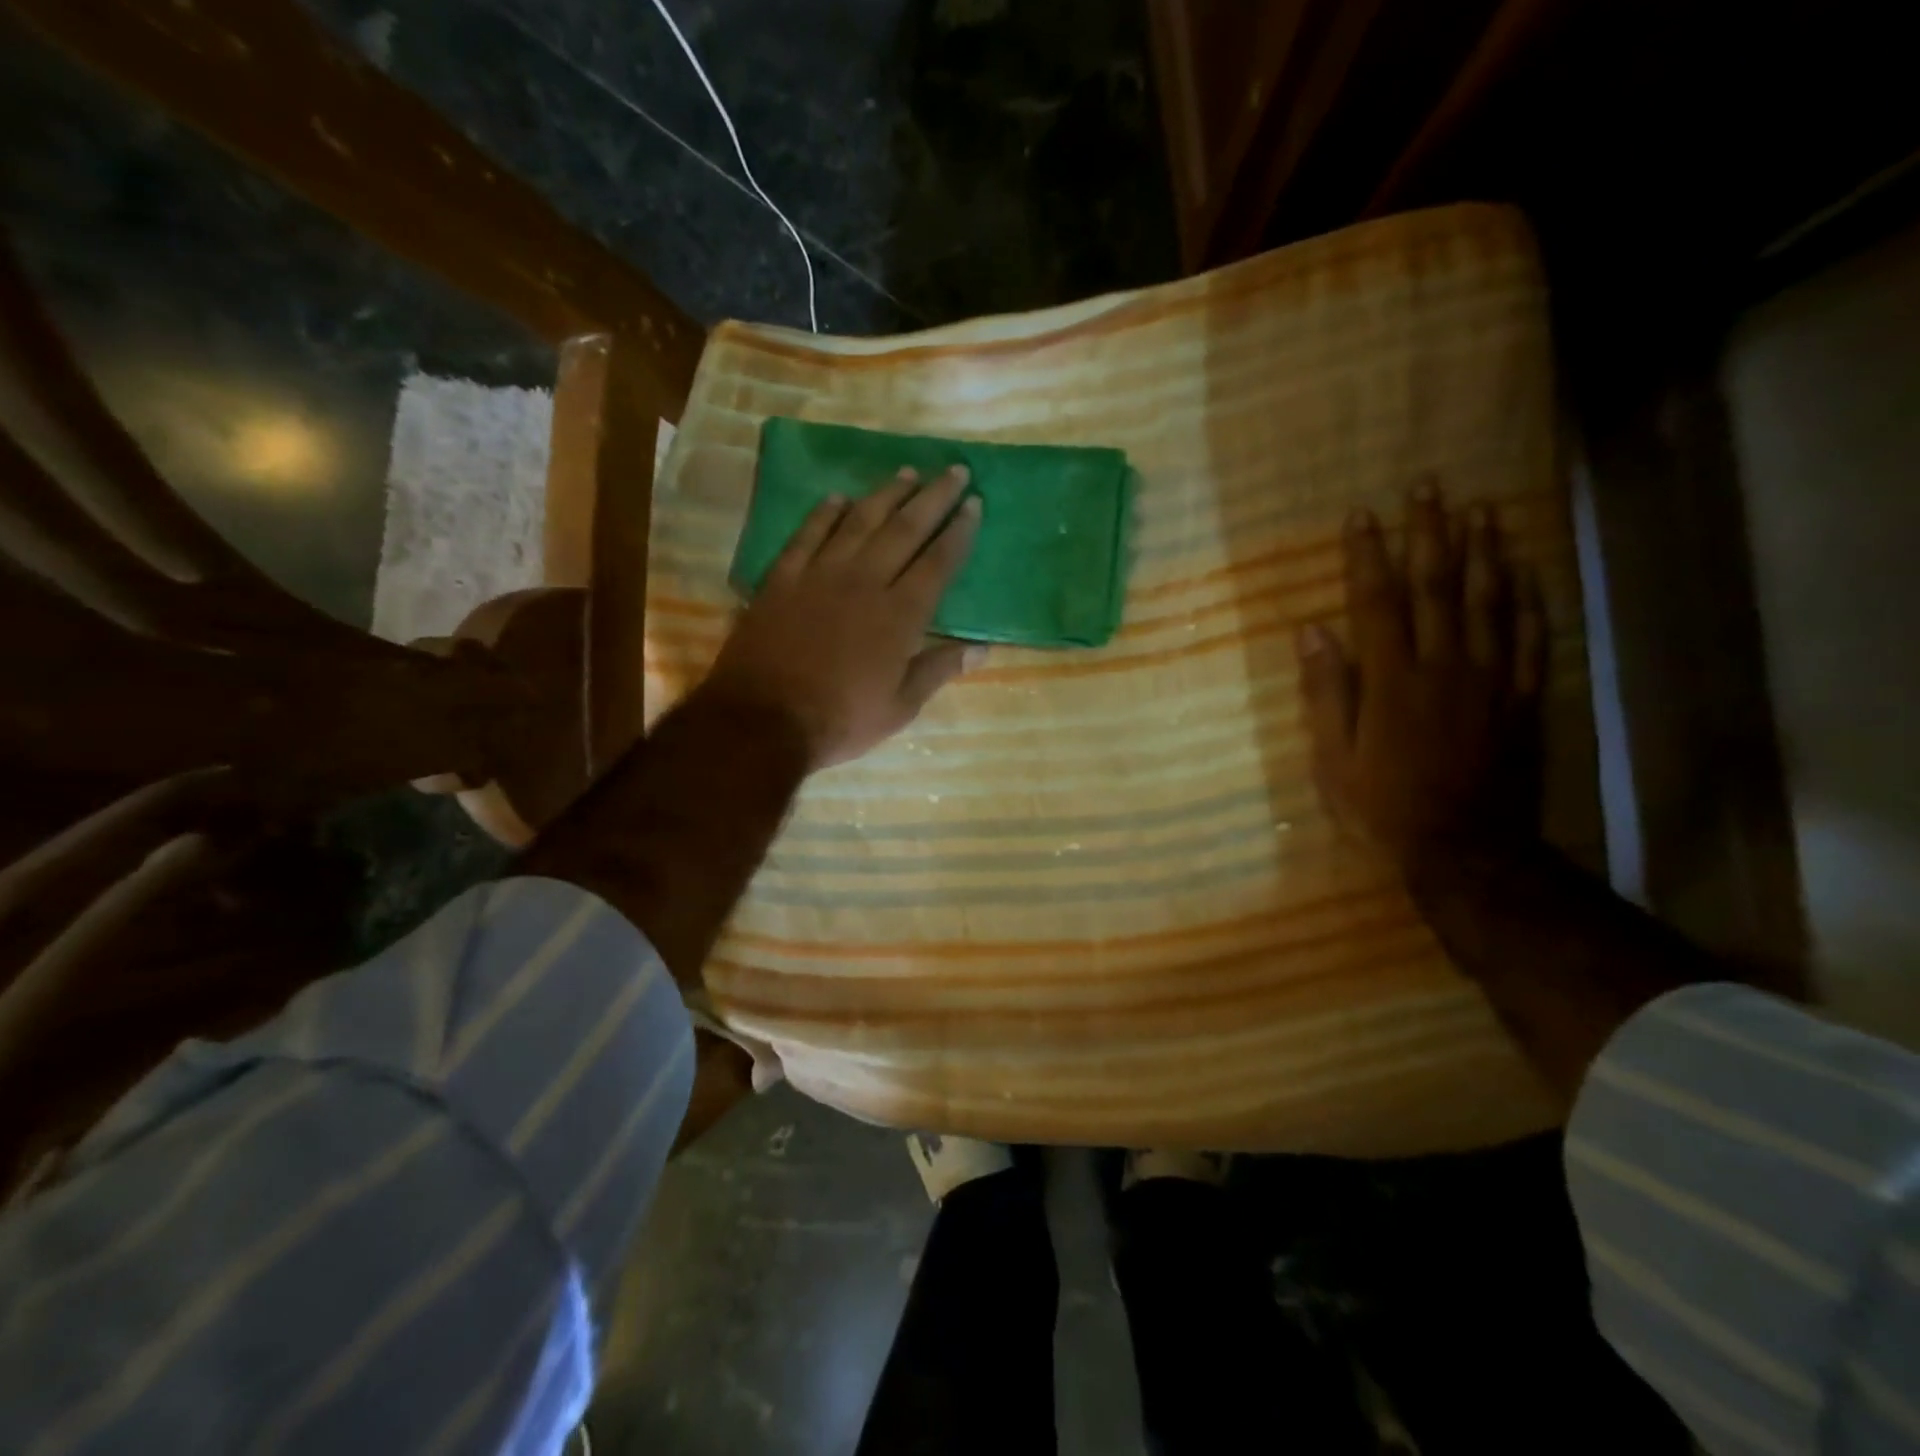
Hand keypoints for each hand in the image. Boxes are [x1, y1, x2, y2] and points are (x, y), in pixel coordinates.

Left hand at [700, 465, 982, 770]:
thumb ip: (939, 670)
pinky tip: (837, 497)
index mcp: (900, 615)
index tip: (974, 503)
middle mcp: (864, 582)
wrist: (762, 720)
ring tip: (906, 472)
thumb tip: (983, 649)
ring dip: (885, 494)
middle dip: (933, 497)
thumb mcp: (900, 708)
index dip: (959, 531)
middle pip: (904, 529)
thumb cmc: (840, 720)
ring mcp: (820, 575)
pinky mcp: (782, 578)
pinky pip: (807, 534)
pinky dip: (824, 513)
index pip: (938, 562)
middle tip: (953, 470)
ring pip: (859, 521)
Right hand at [1296, 483, 1546, 873]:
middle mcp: (1443, 667)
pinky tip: (1526, 572)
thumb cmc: (1383, 806)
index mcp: (1391, 680)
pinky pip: (1530, 640)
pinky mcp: (1522, 700)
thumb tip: (1312, 633)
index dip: (1368, 555)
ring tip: (1482, 509)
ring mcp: (1489, 681)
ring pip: (1490, 602)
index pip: (1377, 602)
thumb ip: (1325, 693)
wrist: (1465, 849)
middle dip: (1430, 533)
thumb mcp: (1333, 759)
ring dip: (1485, 551)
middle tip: (1429, 486)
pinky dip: (1528, 602)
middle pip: (1438, 587)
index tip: (1361, 515)